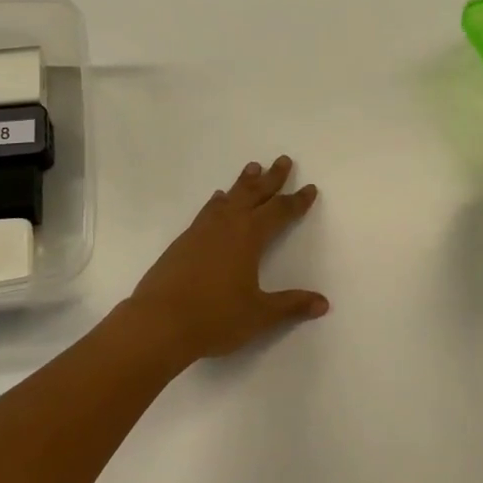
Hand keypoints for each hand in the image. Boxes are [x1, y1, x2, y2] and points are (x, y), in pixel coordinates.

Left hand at [123, 155, 327, 370]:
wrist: (159, 322)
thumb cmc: (215, 317)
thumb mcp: (259, 315)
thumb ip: (290, 305)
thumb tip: (323, 303)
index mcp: (249, 236)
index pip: (279, 212)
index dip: (296, 201)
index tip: (309, 188)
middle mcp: (227, 225)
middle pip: (253, 194)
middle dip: (271, 178)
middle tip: (283, 160)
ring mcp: (201, 230)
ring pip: (228, 197)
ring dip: (243, 183)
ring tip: (252, 168)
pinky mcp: (183, 241)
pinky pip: (207, 210)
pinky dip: (218, 201)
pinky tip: (217, 199)